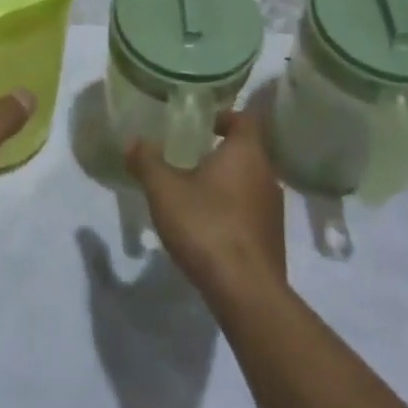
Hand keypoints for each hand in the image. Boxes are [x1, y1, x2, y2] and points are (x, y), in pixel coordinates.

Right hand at [125, 101, 284, 302]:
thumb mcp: (164, 190)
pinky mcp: (273, 238)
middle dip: (218, 151)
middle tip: (186, 156)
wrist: (246, 291)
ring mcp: (273, 209)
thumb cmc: (206, 226)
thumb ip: (147, 161)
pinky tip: (207, 226)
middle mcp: (267, 174)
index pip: (244, 118)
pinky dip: (231, 209)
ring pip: (248, 182)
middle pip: (246, 151)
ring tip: (192, 192)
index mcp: (247, 152)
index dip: (223, 116)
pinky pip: (250, 211)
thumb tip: (134, 140)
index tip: (199, 124)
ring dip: (225, 182)